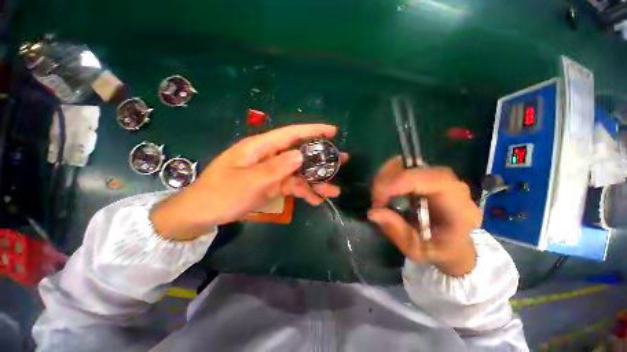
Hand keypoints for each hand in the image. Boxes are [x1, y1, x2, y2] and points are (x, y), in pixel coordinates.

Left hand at [150, 124, 347, 240]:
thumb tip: (299, 155)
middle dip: (320, 159)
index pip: (290, 134)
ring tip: (333, 191)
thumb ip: (275, 168)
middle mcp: (269, 156)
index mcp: (260, 148)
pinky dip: (303, 192)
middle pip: (299, 154)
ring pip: (298, 173)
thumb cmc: (221, 194)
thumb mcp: (248, 181)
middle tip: (341, 161)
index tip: (332, 131)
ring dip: (315, 182)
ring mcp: (271, 172)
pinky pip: (291, 186)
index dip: (312, 130)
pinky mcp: (271, 184)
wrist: (203, 213)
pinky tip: (315, 200)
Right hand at [368, 156, 481, 276]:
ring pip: (405, 164)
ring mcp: (438, 177)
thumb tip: (372, 212)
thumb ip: (397, 232)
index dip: (398, 183)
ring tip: (379, 197)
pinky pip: (402, 168)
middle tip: (376, 200)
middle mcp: (451, 185)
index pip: (429, 179)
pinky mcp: (426, 176)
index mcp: (459, 206)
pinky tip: (385, 193)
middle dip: (386, 180)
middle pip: (414, 167)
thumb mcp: (418, 250)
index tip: (377, 201)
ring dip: (385, 178)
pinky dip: (387, 177)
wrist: (455, 246)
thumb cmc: (440, 251)